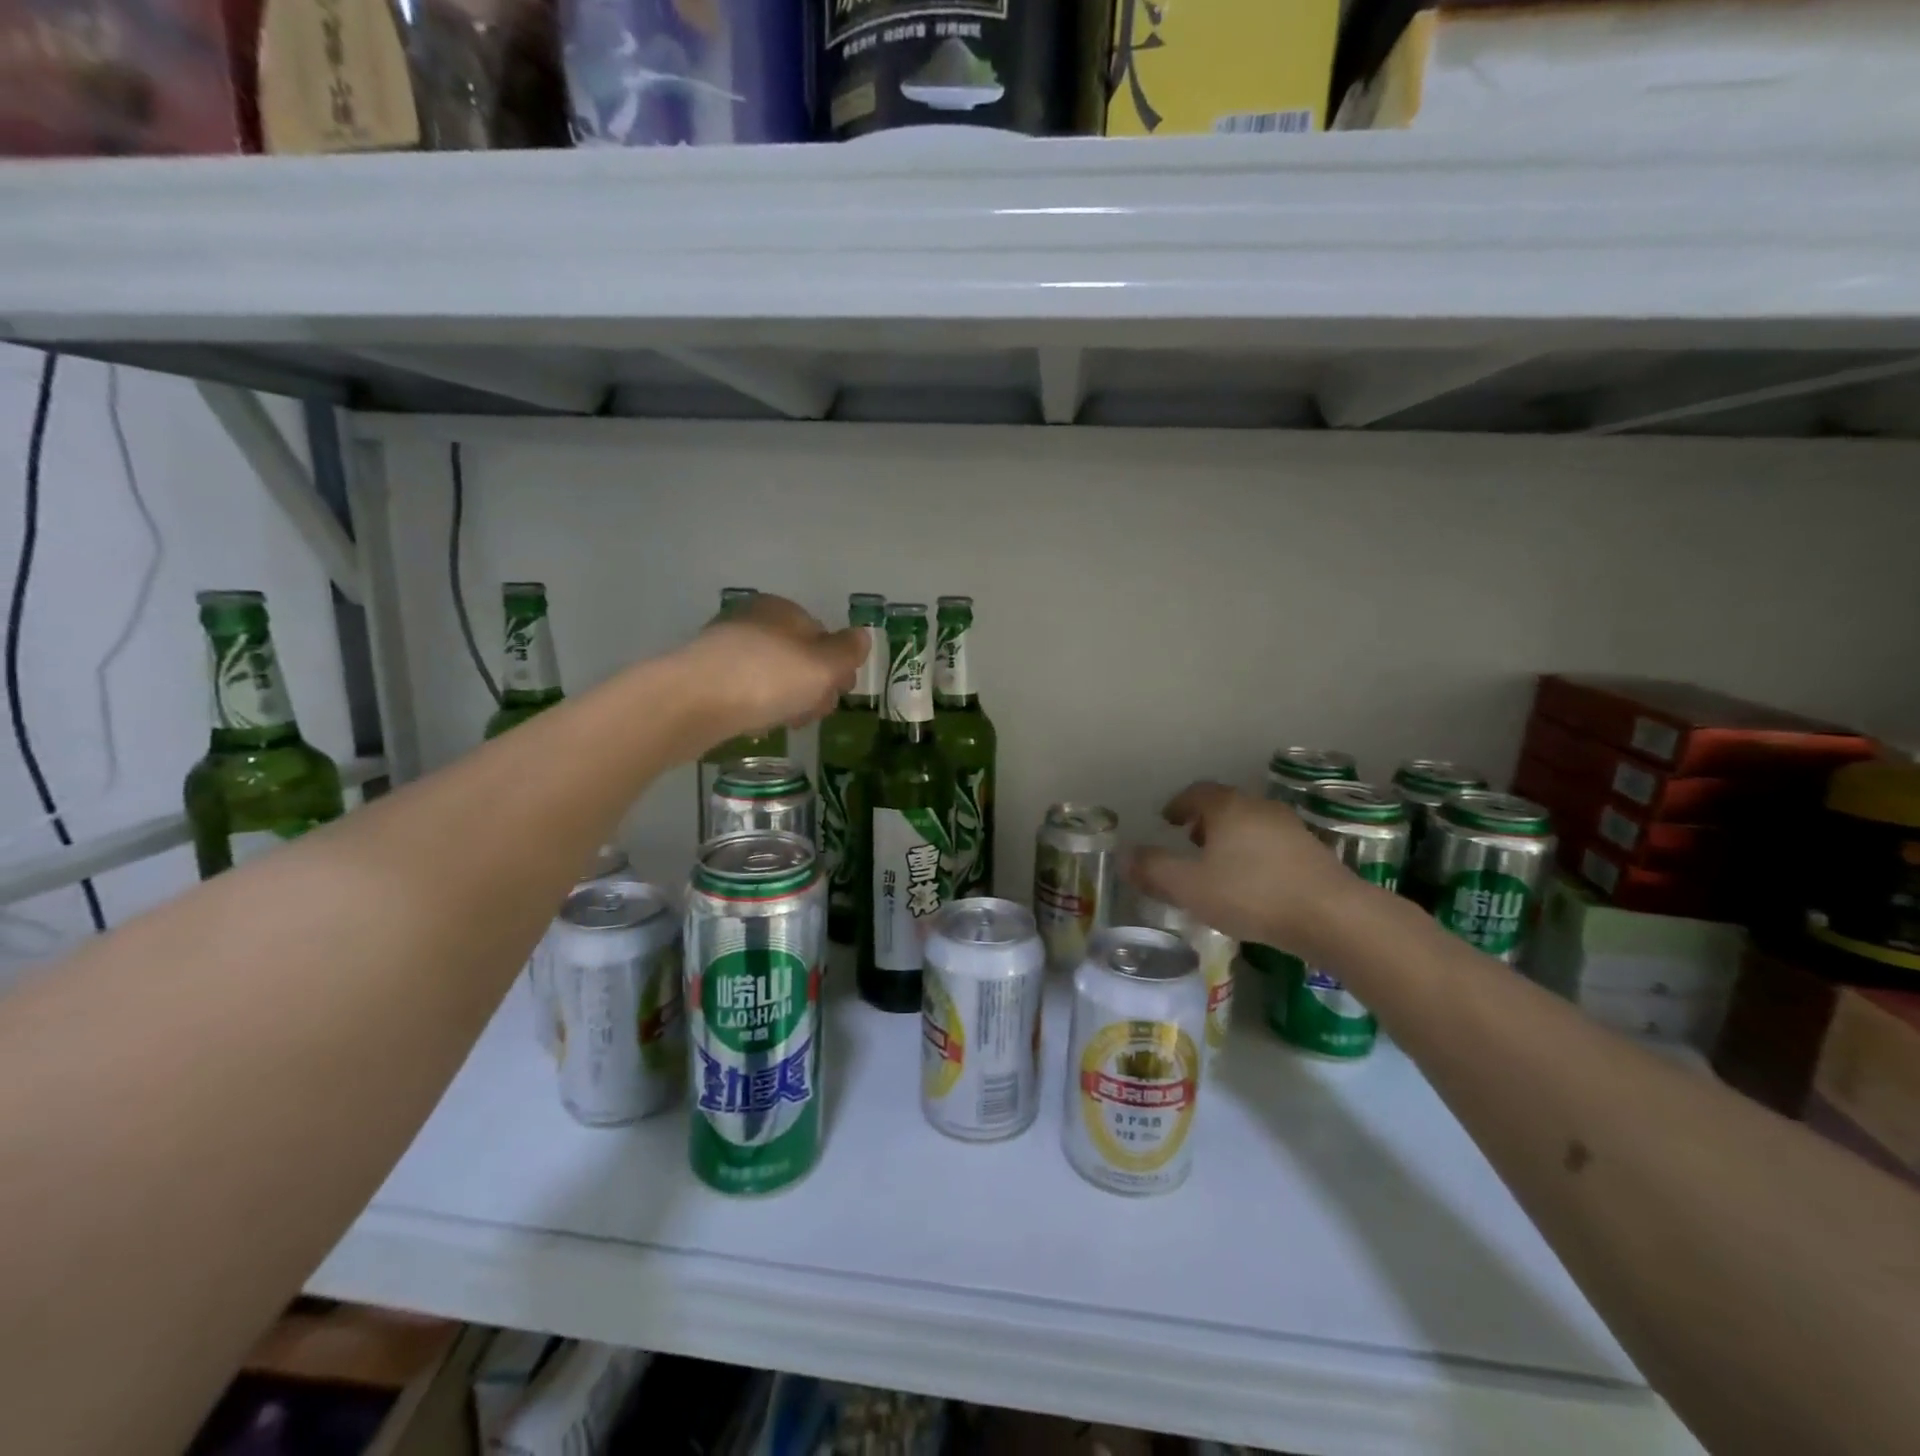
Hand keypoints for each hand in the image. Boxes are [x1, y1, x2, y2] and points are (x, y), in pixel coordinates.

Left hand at [677, 593, 866, 740]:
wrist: (692, 702)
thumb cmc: (767, 679)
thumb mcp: (823, 665)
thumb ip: (847, 651)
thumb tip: (862, 636)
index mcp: (782, 609)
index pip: (822, 635)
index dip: (836, 667)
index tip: (838, 696)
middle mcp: (752, 620)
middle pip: (796, 656)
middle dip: (811, 687)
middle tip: (812, 714)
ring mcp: (723, 647)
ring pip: (770, 675)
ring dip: (785, 699)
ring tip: (785, 724)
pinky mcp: (703, 675)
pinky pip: (744, 690)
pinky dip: (756, 706)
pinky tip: (756, 725)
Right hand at [1125, 782, 1381, 957]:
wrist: (1332, 916)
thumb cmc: (1251, 894)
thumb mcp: (1189, 886)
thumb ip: (1153, 870)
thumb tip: (1123, 857)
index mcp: (1227, 807)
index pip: (1196, 792)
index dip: (1178, 804)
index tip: (1167, 821)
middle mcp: (1259, 808)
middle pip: (1225, 805)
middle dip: (1204, 821)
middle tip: (1189, 842)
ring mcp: (1290, 828)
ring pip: (1251, 824)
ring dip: (1231, 838)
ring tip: (1219, 866)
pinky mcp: (1313, 853)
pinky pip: (1272, 844)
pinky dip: (1255, 854)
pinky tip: (1253, 883)